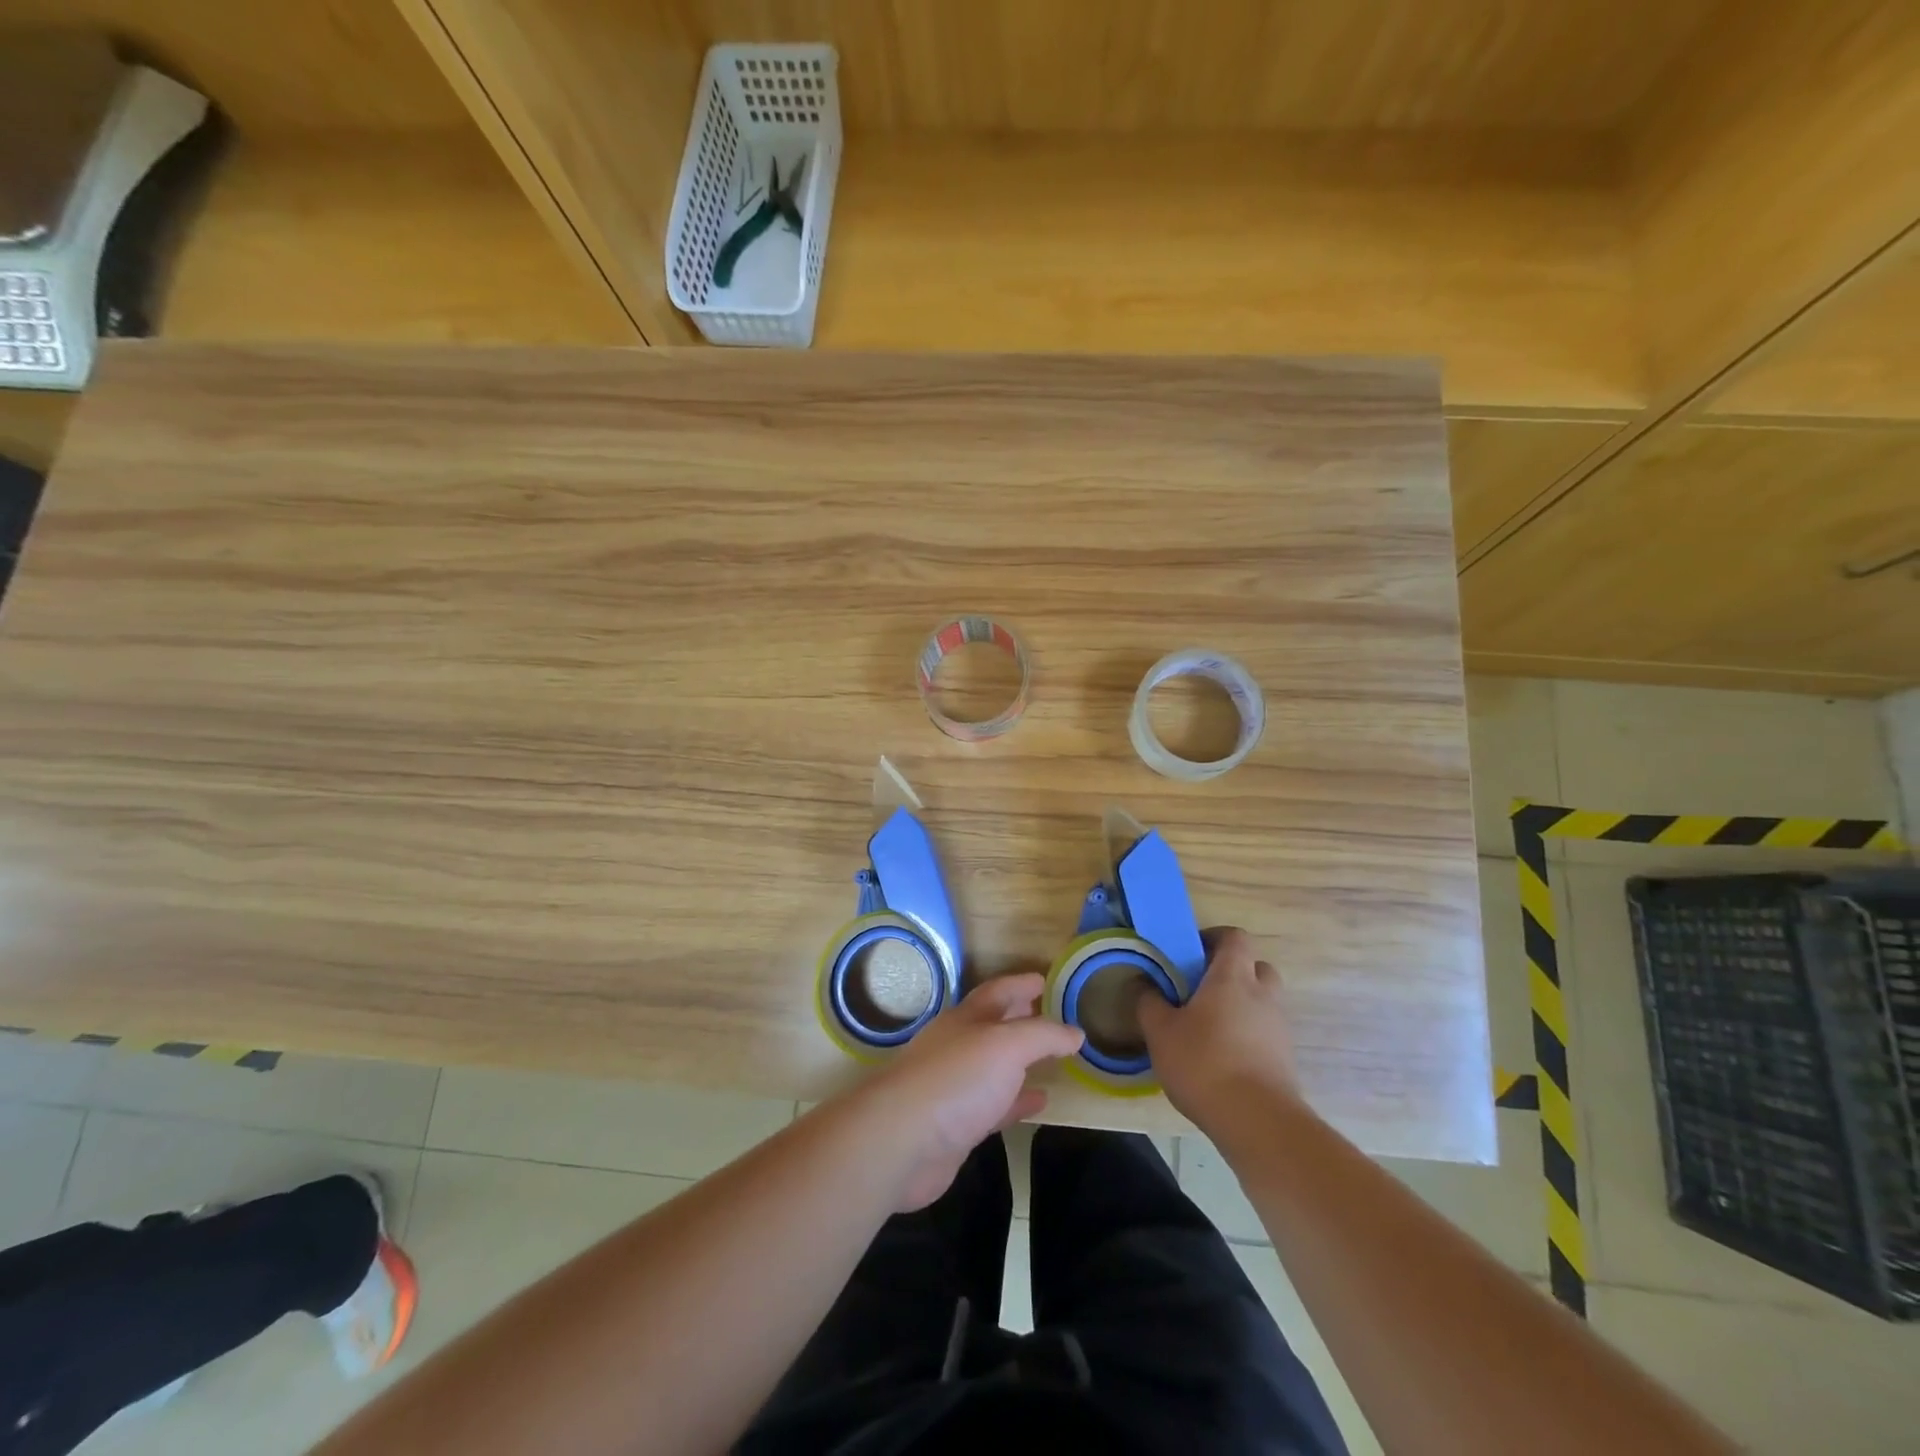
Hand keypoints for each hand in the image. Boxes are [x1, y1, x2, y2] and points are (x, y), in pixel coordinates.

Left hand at [848, 973, 1083, 1211]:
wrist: (901, 1141)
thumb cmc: (956, 1080)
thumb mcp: (1007, 1045)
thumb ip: (1043, 1036)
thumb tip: (1076, 1032)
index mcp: (966, 1019)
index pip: (998, 992)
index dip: (1021, 983)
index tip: (1045, 979)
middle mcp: (959, 1046)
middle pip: (994, 1025)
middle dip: (1020, 1018)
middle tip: (1050, 1014)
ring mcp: (956, 1086)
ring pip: (996, 1067)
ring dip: (1022, 1061)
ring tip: (1053, 1058)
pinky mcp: (957, 1125)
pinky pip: (996, 1106)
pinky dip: (1018, 1101)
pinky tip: (1040, 1102)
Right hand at [1138, 927, 1301, 1129]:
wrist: (1258, 1122)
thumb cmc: (1204, 1063)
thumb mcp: (1161, 1032)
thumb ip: (1149, 1003)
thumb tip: (1143, 985)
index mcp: (1233, 977)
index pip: (1235, 937)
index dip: (1214, 938)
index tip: (1191, 953)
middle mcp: (1262, 995)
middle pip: (1256, 966)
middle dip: (1233, 971)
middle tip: (1203, 988)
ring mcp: (1279, 1027)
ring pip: (1263, 1001)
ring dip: (1242, 1004)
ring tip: (1210, 1026)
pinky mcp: (1286, 1058)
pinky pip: (1266, 1032)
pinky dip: (1249, 1034)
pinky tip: (1224, 1057)